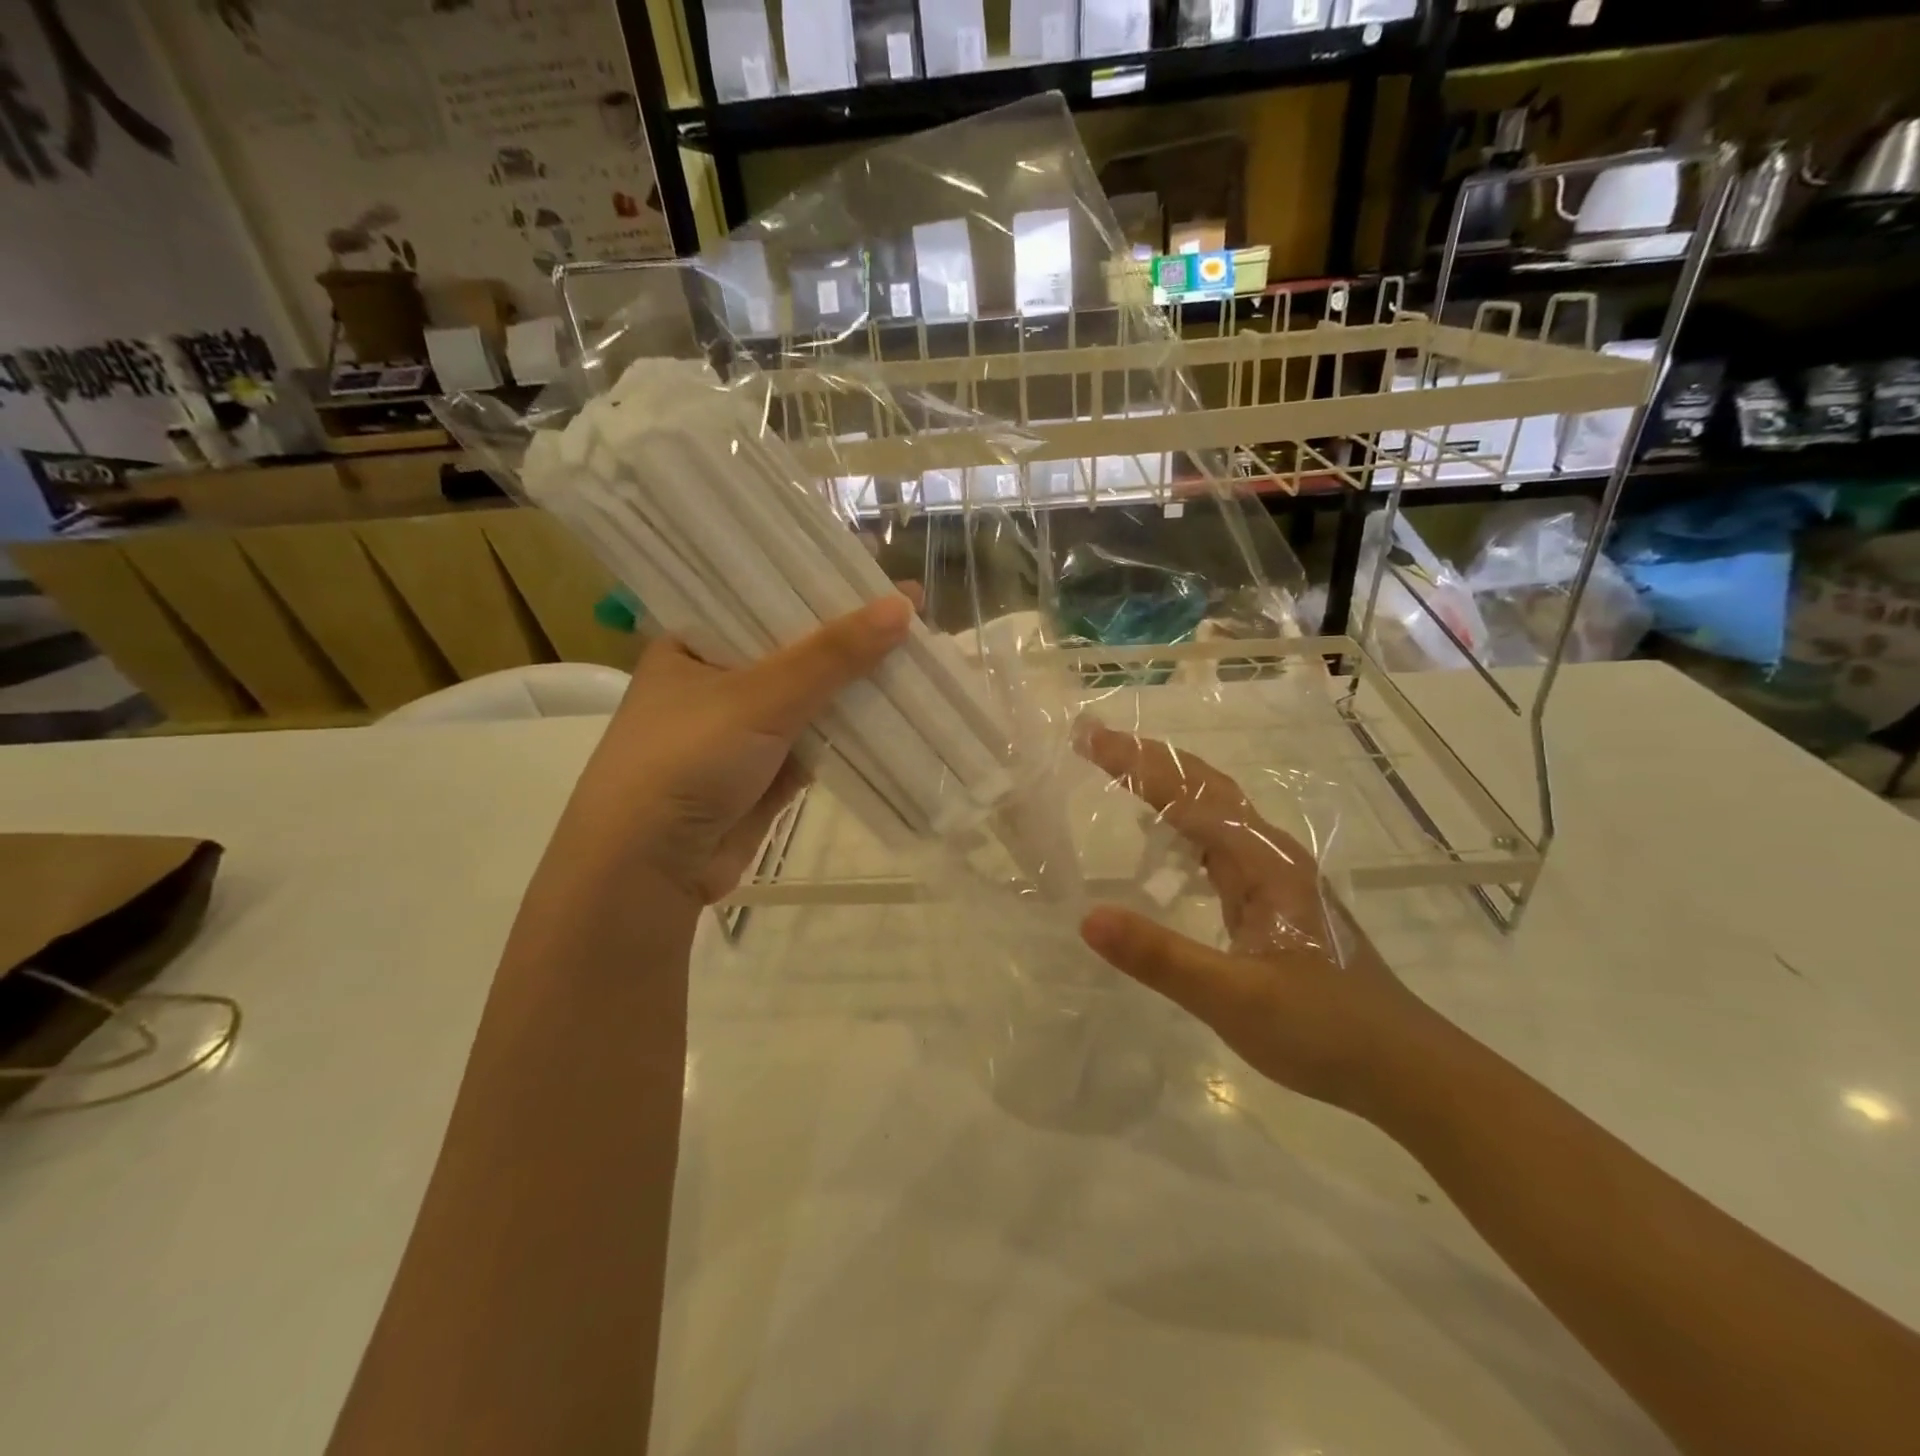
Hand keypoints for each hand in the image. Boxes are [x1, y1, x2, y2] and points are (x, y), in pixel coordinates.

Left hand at [559, 594, 912, 904]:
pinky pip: (819, 743)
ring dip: (858, 688)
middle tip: (913, 616)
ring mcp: (744, 731)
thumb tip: (904, 606)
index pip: (765, 600)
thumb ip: (832, 655)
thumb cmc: (686, 761)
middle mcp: (718, 682)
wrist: (647, 871)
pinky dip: (854, 733)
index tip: (878, 575)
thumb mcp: (759, 696)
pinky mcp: (767, 774)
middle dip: (850, 642)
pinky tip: (900, 711)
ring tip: (920, 658)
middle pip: (797, 652)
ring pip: (813, 700)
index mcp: (695, 646)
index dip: (822, 588)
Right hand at [1073, 723, 1444, 1116]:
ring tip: (1118, 772)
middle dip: (1149, 759)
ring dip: (1166, 786)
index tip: (1089, 738)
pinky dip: (1182, 824)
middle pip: (1204, 787)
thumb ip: (1161, 957)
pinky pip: (1217, 845)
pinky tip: (1163, 839)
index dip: (1137, 762)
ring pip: (1213, 812)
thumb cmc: (1325, 1030)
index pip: (1189, 794)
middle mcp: (1270, 855)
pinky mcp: (1271, 903)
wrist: (1405, 1069)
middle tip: (1094, 741)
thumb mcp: (1234, 998)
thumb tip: (1087, 918)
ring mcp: (1274, 878)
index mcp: (1263, 862)